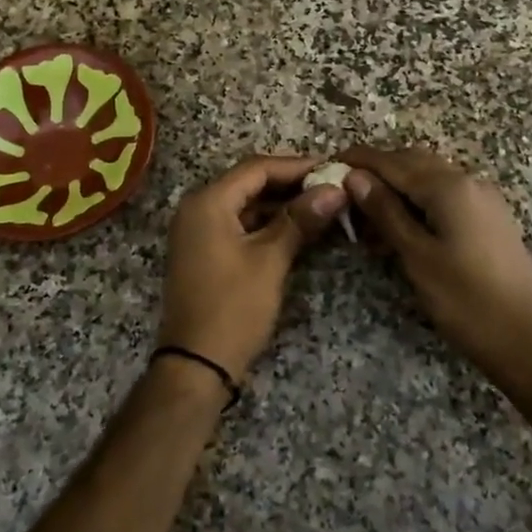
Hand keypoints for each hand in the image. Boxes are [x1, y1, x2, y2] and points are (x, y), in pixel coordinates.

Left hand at [160, 155, 347, 384]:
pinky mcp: (204, 251)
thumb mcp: (270, 260)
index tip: (332, 168)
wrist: (196, 365)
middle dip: (290, 183)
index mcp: (207, 202)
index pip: (257, 168)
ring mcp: (198, 231)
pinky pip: (238, 224)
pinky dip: (266, 223)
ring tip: (321, 205)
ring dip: (280, 204)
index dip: (296, 166)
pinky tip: (296, 228)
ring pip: (245, 204)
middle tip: (330, 186)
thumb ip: (300, 219)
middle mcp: (197, 208)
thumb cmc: (233, 307)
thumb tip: (335, 189)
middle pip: (249, 183)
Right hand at [338, 145, 531, 387]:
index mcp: (448, 186)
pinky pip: (446, 195)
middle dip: (377, 171)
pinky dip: (418, 201)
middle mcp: (468, 181)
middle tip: (345, 194)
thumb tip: (355, 177)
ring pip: (429, 178)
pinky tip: (401, 228)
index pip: (392, 161)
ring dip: (397, 187)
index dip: (358, 160)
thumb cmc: (466, 301)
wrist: (529, 340)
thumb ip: (385, 212)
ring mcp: (483, 198)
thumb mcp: (417, 256)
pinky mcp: (489, 217)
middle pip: (412, 161)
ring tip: (367, 218)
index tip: (327, 164)